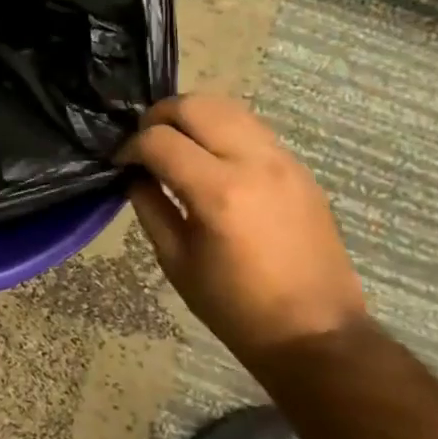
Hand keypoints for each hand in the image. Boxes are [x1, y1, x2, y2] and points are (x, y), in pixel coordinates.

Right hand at [118, 94, 366, 360]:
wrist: (316, 333)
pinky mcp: (300, 169)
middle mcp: (254, 163)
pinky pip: (252, 128)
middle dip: (159, 117)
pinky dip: (221, 130)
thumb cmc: (235, 306)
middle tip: (146, 144)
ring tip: (177, 146)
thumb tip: (135, 174)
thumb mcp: (175, 259)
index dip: (130, 147)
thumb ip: (150, 205)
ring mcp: (283, 161)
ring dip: (193, 118)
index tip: (121, 164)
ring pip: (228, 107)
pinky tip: (211, 160)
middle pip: (195, 105)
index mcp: (218, 192)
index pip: (159, 140)